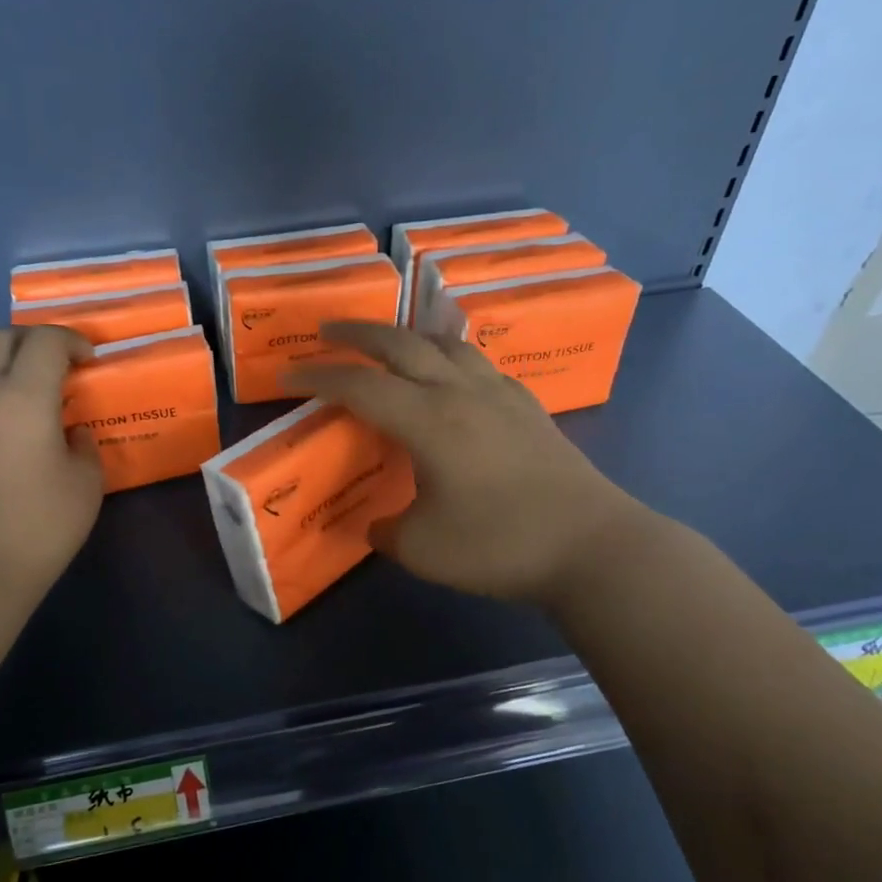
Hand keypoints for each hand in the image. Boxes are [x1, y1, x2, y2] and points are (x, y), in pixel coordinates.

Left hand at [0, 326, 103, 604]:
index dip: (71, 340)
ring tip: (10, 375)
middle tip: (55, 364)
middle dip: (33, 340)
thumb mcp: (86, 485)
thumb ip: (84, 446)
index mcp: (25, 398)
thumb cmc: (40, 527)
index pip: (45, 342)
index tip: (87, 361)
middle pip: (0, 338)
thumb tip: (72, 432)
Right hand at [287, 322, 643, 602]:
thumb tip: (377, 524)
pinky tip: (452, 375)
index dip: (317, 376)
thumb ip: (387, 531)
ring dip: (408, 336)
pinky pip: (479, 364)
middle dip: (358, 334)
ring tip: (389, 343)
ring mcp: (500, 396)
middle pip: (402, 344)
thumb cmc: (501, 545)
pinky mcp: (529, 408)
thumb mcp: (423, 549)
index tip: (286, 373)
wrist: (594, 547)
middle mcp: (461, 394)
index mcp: (427, 421)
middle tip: (329, 332)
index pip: (359, 386)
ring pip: (446, 345)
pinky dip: (450, 357)